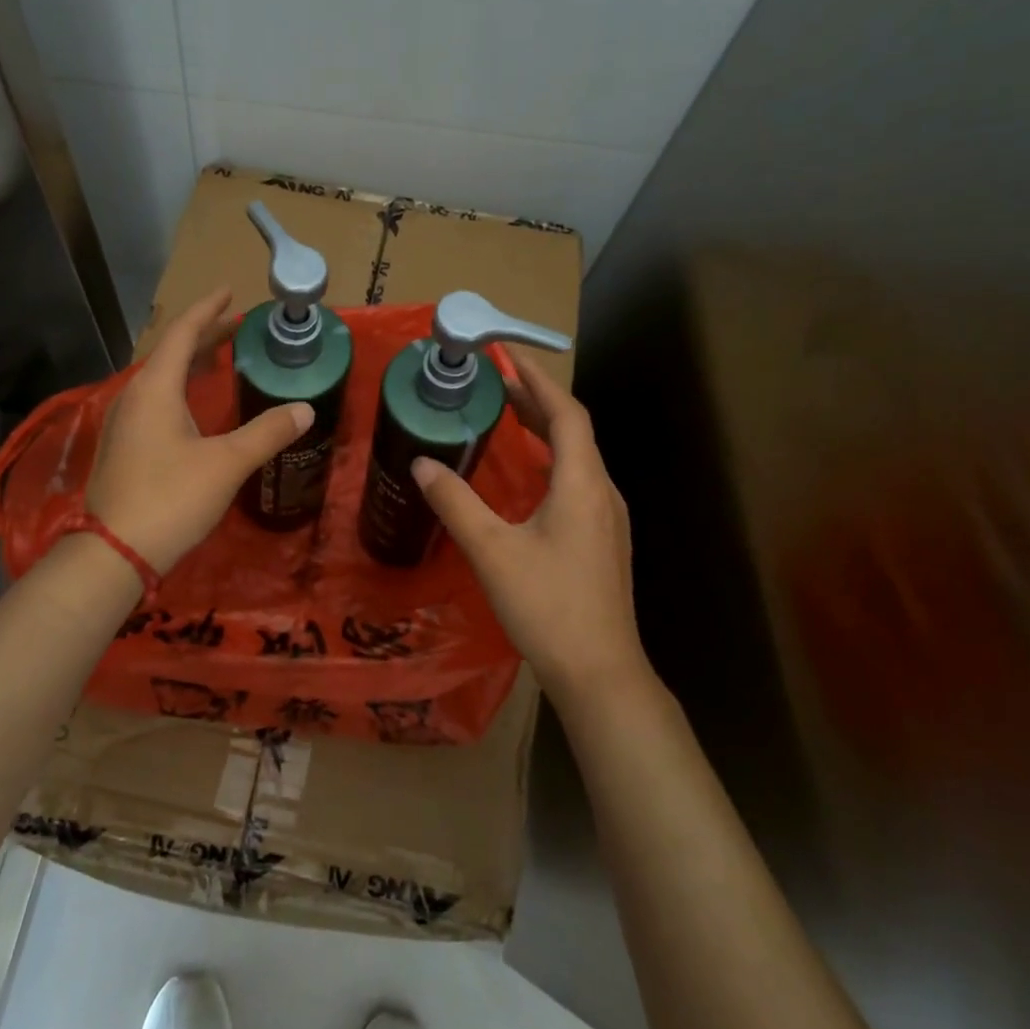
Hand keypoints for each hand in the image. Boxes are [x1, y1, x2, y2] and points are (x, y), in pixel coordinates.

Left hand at [87, 288, 314, 572]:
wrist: (116, 552)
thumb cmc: (171, 499)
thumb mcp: (226, 463)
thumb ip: (267, 432)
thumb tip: (305, 408)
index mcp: (155, 389)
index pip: (181, 334)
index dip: (207, 310)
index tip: (229, 291)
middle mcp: (134, 397)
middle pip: (169, 352)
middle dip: (203, 334)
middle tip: (235, 324)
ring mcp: (125, 423)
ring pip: (160, 378)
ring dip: (189, 362)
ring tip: (219, 357)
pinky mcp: (125, 446)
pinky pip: (155, 400)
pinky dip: (180, 388)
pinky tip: (195, 405)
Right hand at [412, 348, 650, 705]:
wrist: (599, 672)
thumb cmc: (547, 606)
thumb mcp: (492, 550)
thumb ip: (455, 502)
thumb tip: (422, 462)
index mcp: (583, 484)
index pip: (566, 413)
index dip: (537, 380)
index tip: (506, 356)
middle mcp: (602, 492)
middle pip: (573, 431)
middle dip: (536, 401)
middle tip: (495, 382)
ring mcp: (607, 519)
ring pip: (576, 458)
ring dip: (542, 431)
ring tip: (505, 417)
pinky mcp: (601, 541)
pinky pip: (575, 482)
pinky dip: (548, 462)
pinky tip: (523, 477)